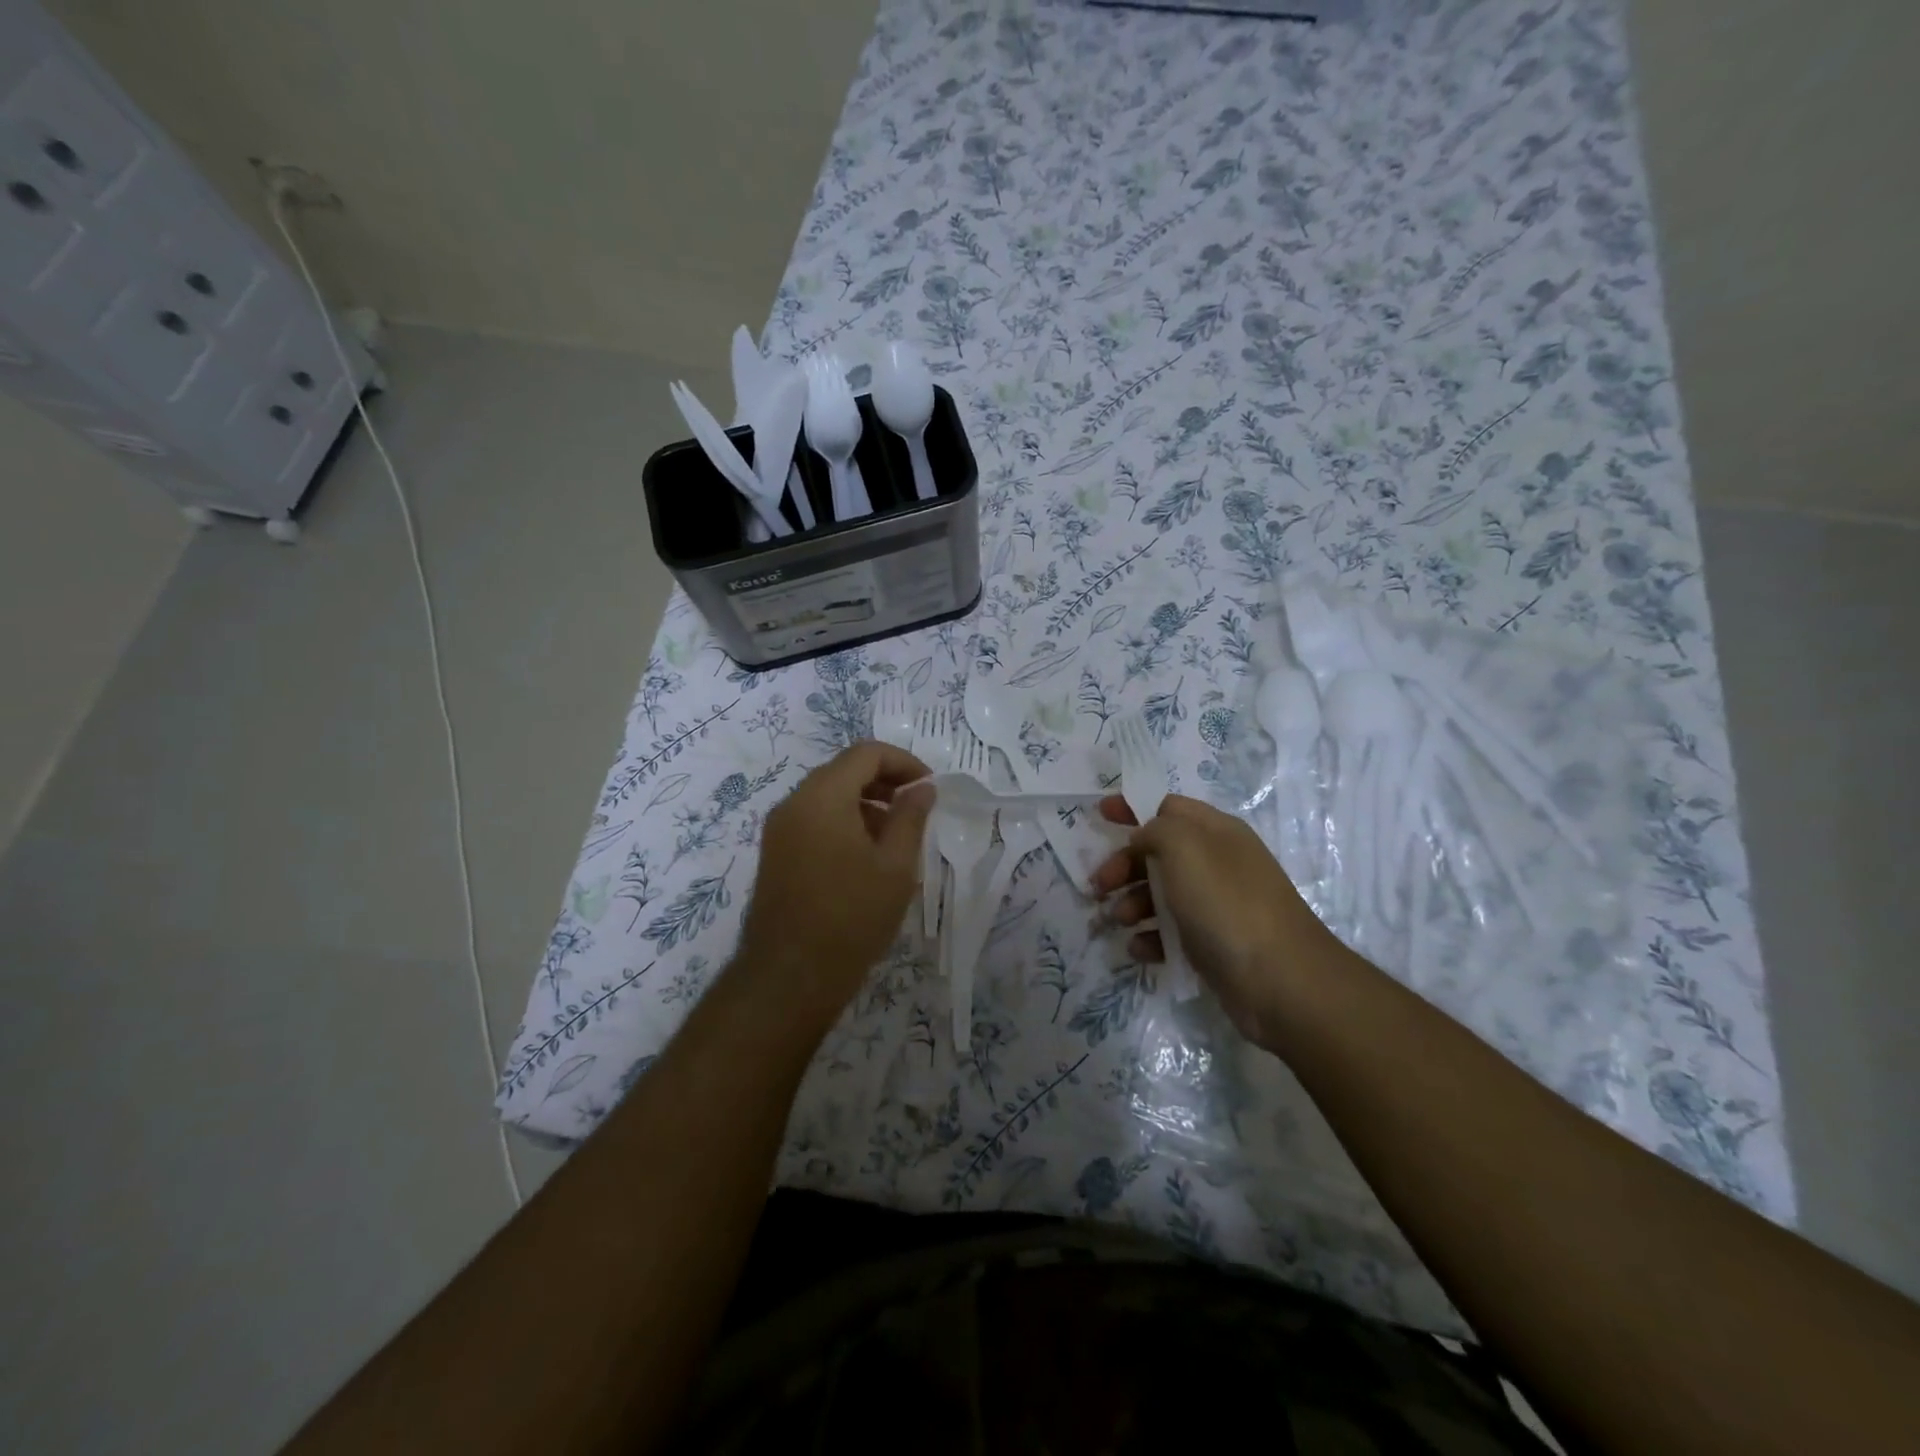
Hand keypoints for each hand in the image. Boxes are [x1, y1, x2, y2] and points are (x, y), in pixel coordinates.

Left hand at [736, 741, 933, 1031]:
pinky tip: (865, 854)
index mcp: (823, 797)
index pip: (866, 753)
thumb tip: (923, 788)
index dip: (904, 762)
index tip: (929, 787)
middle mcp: (794, 802)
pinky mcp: (774, 852)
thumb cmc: (852, 918)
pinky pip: (813, 817)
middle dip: (884, 780)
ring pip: (827, 794)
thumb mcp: (896, 867)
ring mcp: (779, 828)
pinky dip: (843, 819)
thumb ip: (911, 817)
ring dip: (864, 801)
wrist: (789, 977)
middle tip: (916, 807)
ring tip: (895, 834)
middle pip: (843, 769)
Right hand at [1092, 794, 1346, 1045]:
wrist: (1280, 981)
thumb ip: (1155, 829)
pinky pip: (1171, 932)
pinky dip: (1150, 937)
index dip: (1133, 808)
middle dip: (1124, 865)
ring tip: (1120, 920)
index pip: (1168, 808)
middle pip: (1158, 852)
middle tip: (1099, 885)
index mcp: (1215, 832)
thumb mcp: (1184, 847)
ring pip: (1161, 893)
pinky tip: (1140, 949)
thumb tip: (1143, 840)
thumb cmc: (1227, 903)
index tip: (1100, 816)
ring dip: (1132, 902)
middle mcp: (1217, 863)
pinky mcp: (1213, 943)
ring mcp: (1217, 905)